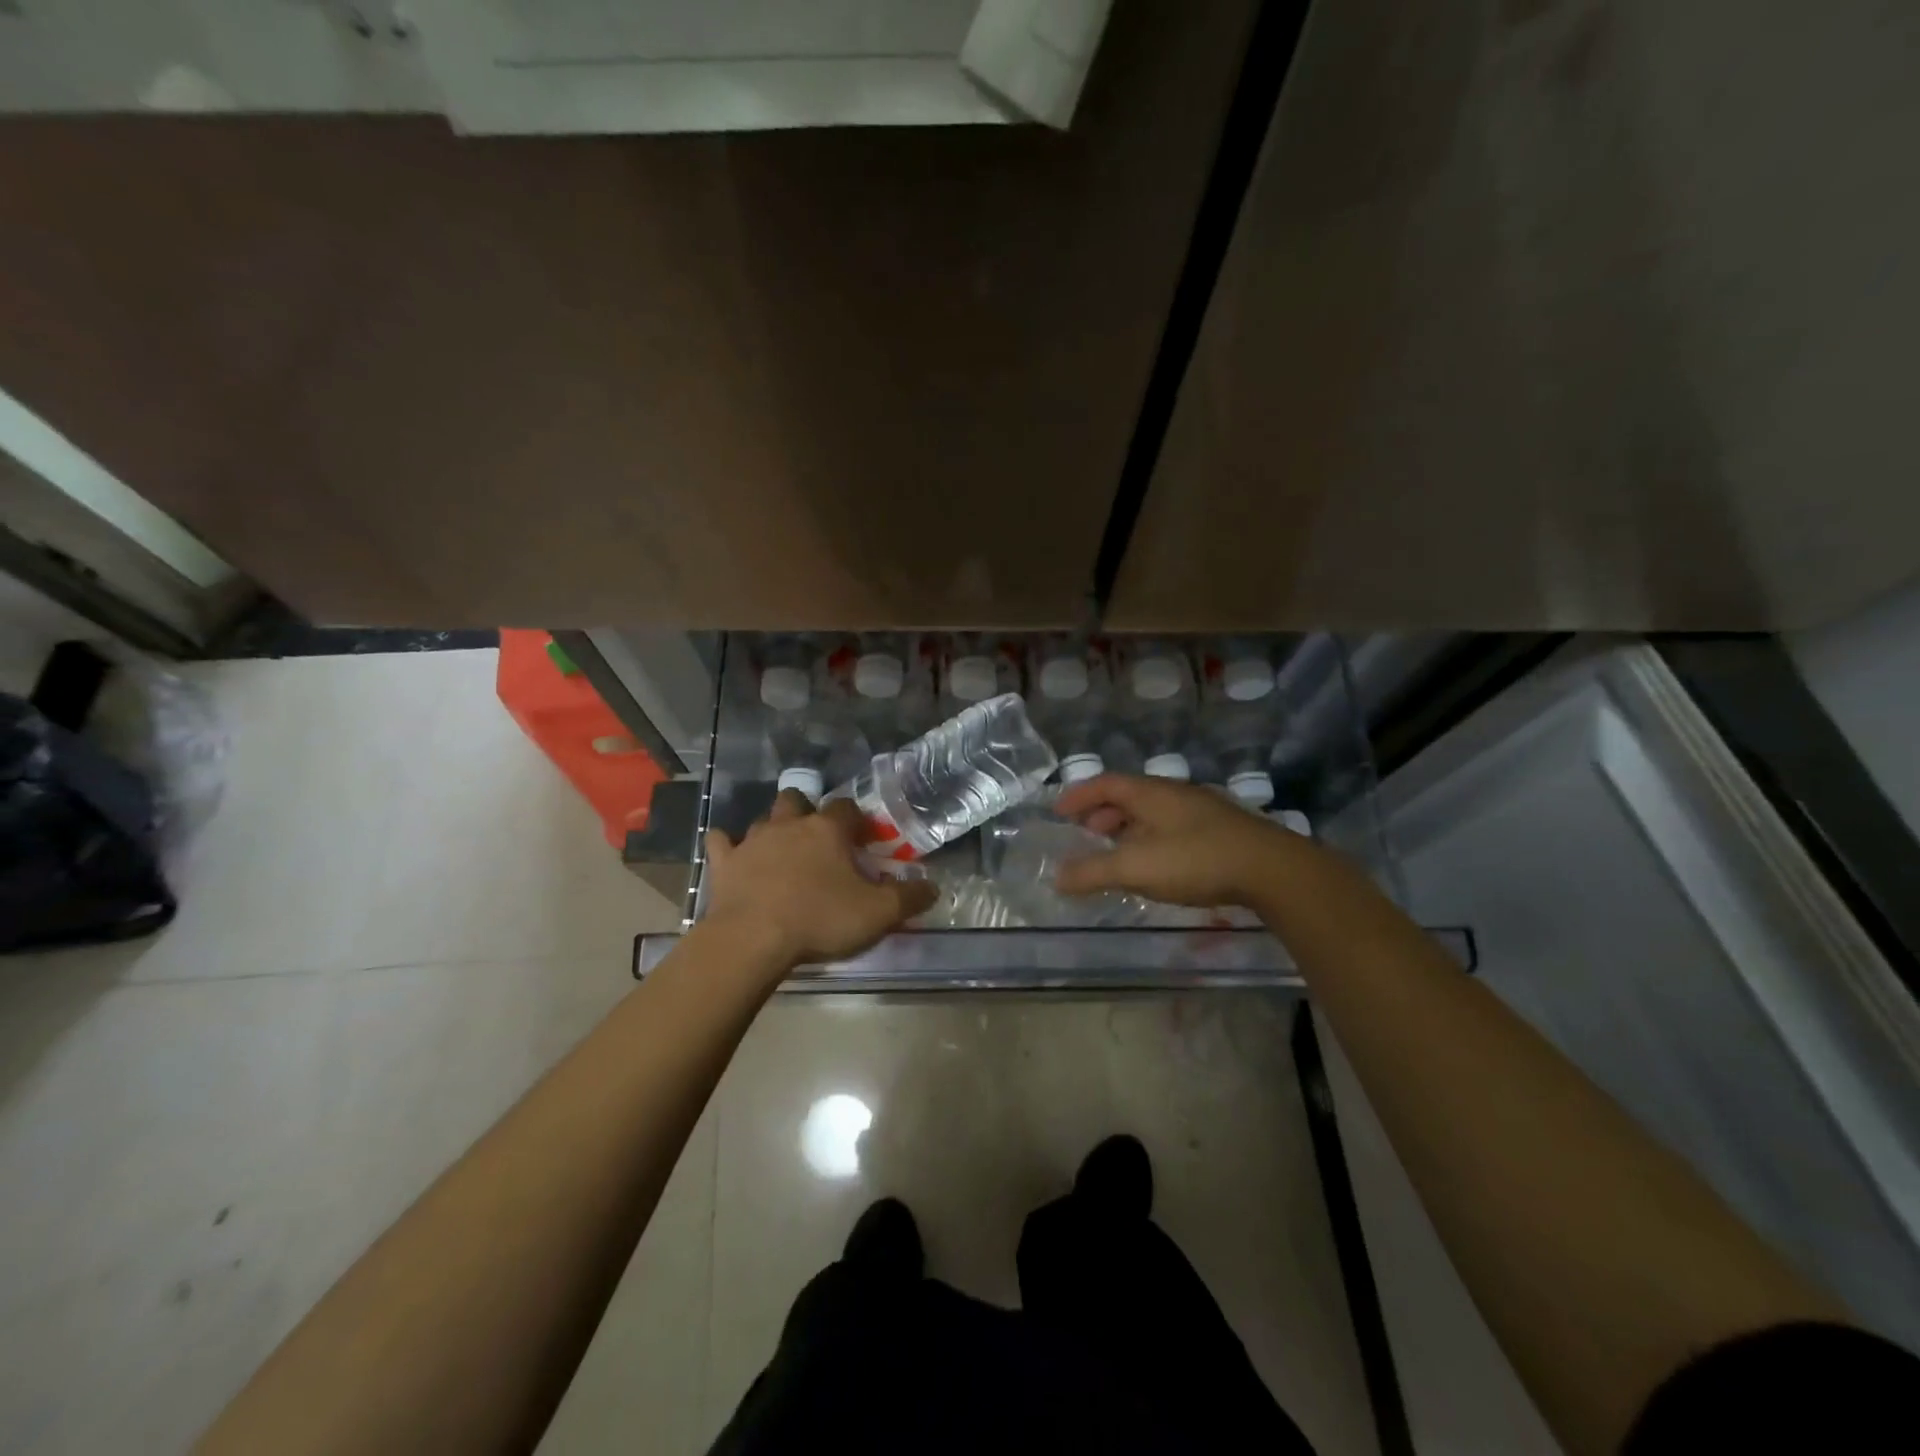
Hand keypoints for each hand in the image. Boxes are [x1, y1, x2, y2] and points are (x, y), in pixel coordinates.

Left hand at [702, 791, 937, 968]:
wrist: (752, 939)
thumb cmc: (820, 919)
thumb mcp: (877, 913)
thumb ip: (908, 898)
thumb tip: (933, 886)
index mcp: (827, 830)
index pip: (846, 808)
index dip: (856, 820)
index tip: (862, 838)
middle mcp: (789, 825)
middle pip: (797, 800)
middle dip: (807, 811)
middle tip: (817, 839)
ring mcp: (752, 841)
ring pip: (763, 820)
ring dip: (773, 830)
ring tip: (782, 852)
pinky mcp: (723, 863)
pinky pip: (721, 842)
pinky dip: (728, 846)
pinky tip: (734, 857)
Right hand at [1051, 773, 1304, 907]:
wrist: (1272, 870)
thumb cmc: (1196, 860)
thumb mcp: (1137, 867)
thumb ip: (1094, 872)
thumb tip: (1057, 877)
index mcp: (1151, 793)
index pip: (1105, 784)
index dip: (1079, 795)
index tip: (1058, 811)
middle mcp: (1173, 794)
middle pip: (1128, 797)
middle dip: (1101, 815)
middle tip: (1084, 836)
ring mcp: (1200, 811)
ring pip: (1151, 814)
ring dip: (1127, 830)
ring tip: (1115, 855)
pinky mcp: (1219, 832)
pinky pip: (1171, 829)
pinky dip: (1150, 842)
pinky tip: (1154, 866)